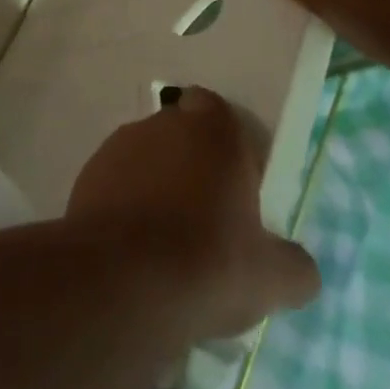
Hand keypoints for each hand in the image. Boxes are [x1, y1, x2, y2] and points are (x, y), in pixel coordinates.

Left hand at [68, 88, 319, 340]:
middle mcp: (163, 123)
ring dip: (156, 185)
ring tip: (167, 243)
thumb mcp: (272, 278)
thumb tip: (301, 267)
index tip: (233, 180)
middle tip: (206, 219)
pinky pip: (115, 184)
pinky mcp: (88, 174)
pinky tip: (135, 252)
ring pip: (146, 158)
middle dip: (191, 166)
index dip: (224, 139)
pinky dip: (125, 206)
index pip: (214, 108)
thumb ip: (294, 266)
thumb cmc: (209, 263)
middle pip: (180, 134)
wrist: (124, 281)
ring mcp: (120, 145)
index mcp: (212, 130)